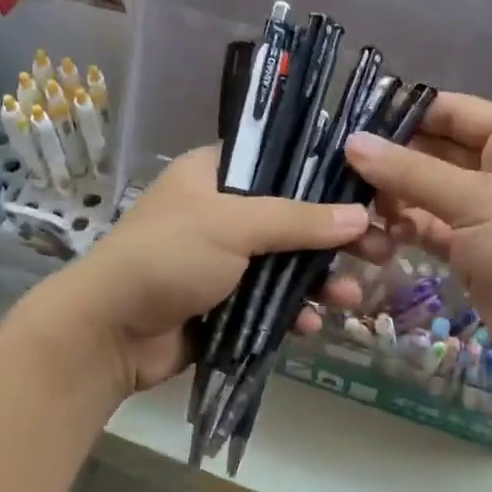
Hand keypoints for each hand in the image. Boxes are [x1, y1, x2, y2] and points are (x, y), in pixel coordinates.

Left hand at [32, 147, 372, 397]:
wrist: (109, 332)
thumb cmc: (168, 257)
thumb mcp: (233, 226)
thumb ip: (297, 219)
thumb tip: (359, 215)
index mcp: (215, 174)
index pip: (280, 159)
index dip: (325, 174)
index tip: (369, 191)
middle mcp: (222, 211)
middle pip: (293, 216)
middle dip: (335, 237)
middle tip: (382, 249)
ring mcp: (224, 259)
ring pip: (287, 263)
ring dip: (321, 280)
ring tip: (354, 298)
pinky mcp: (225, 302)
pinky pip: (271, 301)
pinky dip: (293, 311)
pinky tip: (312, 326)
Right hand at [342, 93, 491, 398]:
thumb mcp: (476, 202)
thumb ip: (410, 172)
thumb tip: (352, 142)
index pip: (453, 111)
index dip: (404, 111)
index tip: (349, 116)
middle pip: (437, 152)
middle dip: (391, 158)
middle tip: (334, 161)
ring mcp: (490, 215)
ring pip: (429, 194)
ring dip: (393, 197)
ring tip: (349, 201)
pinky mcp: (475, 254)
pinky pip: (431, 230)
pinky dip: (405, 229)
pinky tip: (374, 234)